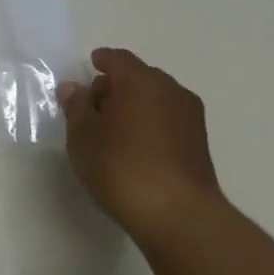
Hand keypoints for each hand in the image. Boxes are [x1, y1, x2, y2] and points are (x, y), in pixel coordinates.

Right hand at [59, 48, 224, 237]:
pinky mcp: (199, 143)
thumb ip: (77, 107)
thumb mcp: (83, 137)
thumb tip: (74, 88)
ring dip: (135, 105)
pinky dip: (150, 123)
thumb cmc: (121, 167)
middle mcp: (170, 90)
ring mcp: (190, 117)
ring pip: (156, 98)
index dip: (102, 60)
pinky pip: (168, 119)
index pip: (118, 59)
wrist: (179, 215)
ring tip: (113, 130)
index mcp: (140, 81)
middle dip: (116, 85)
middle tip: (94, 105)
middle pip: (139, 77)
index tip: (91, 65)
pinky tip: (135, 146)